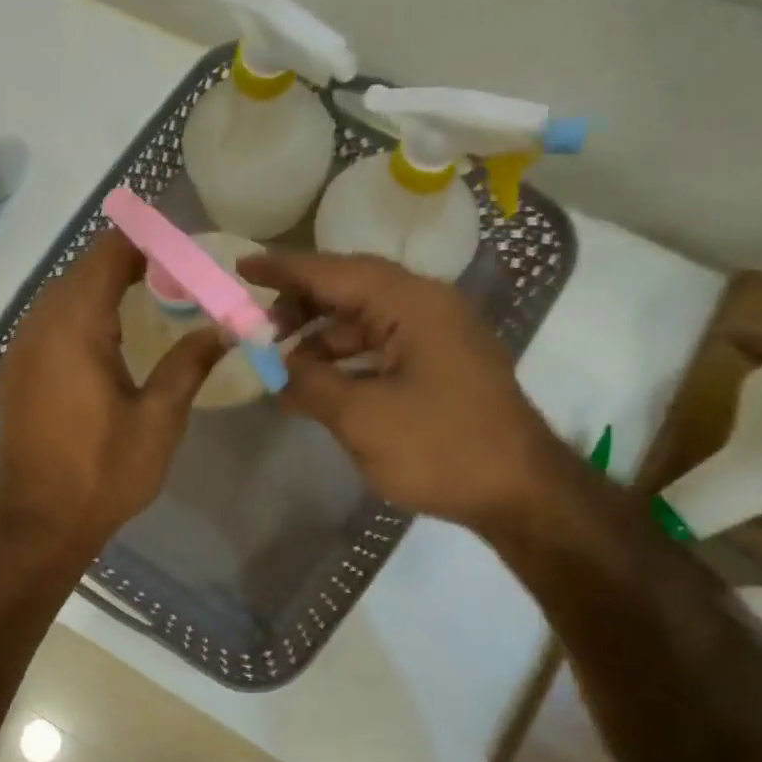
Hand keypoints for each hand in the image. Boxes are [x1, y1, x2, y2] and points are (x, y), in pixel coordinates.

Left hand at [0, 231, 225, 557]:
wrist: (37, 524)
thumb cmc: (102, 472)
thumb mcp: (158, 420)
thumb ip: (189, 364)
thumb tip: (223, 329)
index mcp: (75, 327)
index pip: (108, 254)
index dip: (145, 240)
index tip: (182, 246)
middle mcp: (39, 325)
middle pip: (82, 269)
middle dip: (127, 260)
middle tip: (174, 272)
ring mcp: (20, 349)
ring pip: (61, 294)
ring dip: (101, 285)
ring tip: (147, 295)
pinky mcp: (14, 372)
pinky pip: (48, 321)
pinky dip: (79, 311)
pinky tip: (106, 335)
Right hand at [242, 251, 562, 527]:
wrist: (520, 493)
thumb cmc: (440, 448)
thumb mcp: (361, 418)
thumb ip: (310, 382)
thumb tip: (277, 368)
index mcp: (411, 304)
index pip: (334, 272)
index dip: (283, 270)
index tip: (241, 268)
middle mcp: (426, 306)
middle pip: (349, 289)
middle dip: (299, 305)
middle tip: (258, 329)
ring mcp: (437, 335)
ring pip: (363, 320)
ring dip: (320, 338)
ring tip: (281, 364)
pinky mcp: (439, 363)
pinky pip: (380, 346)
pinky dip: (344, 359)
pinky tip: (316, 384)